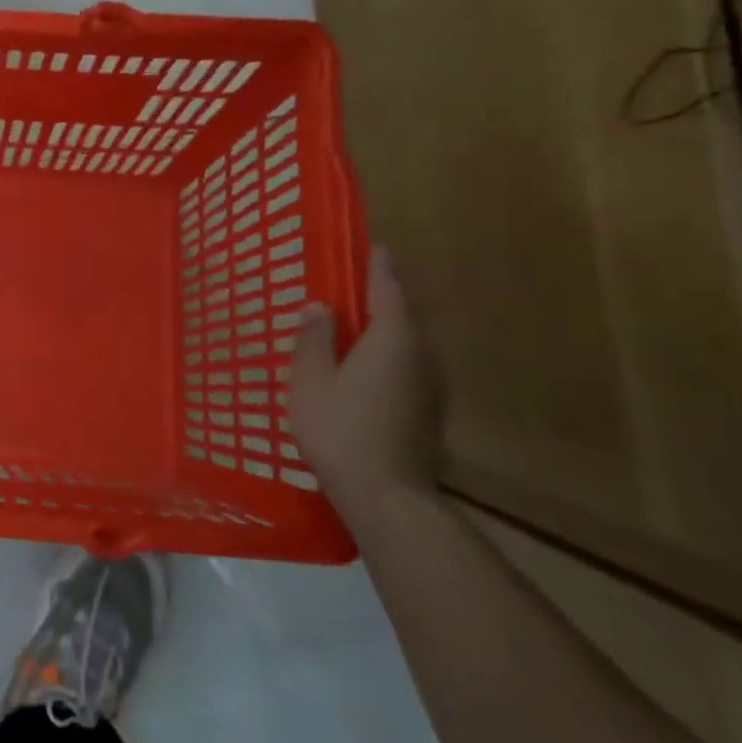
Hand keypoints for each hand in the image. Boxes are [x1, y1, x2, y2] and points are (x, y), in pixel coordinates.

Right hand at [290, 247, 442, 519]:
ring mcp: (430, 387)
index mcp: (393, 339)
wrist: (387, 495)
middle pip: (403, 315)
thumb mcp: (311, 380)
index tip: (373, 247)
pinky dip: (386, 357)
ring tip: (354, 326)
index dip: (378, 266)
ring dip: (384, 330)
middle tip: (352, 286)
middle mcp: (421, 356)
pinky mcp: (428, 412)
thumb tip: (319, 307)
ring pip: (407, 344)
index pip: (388, 289)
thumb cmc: (341, 429)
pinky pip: (406, 368)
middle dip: (380, 298)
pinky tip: (364, 370)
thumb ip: (314, 339)